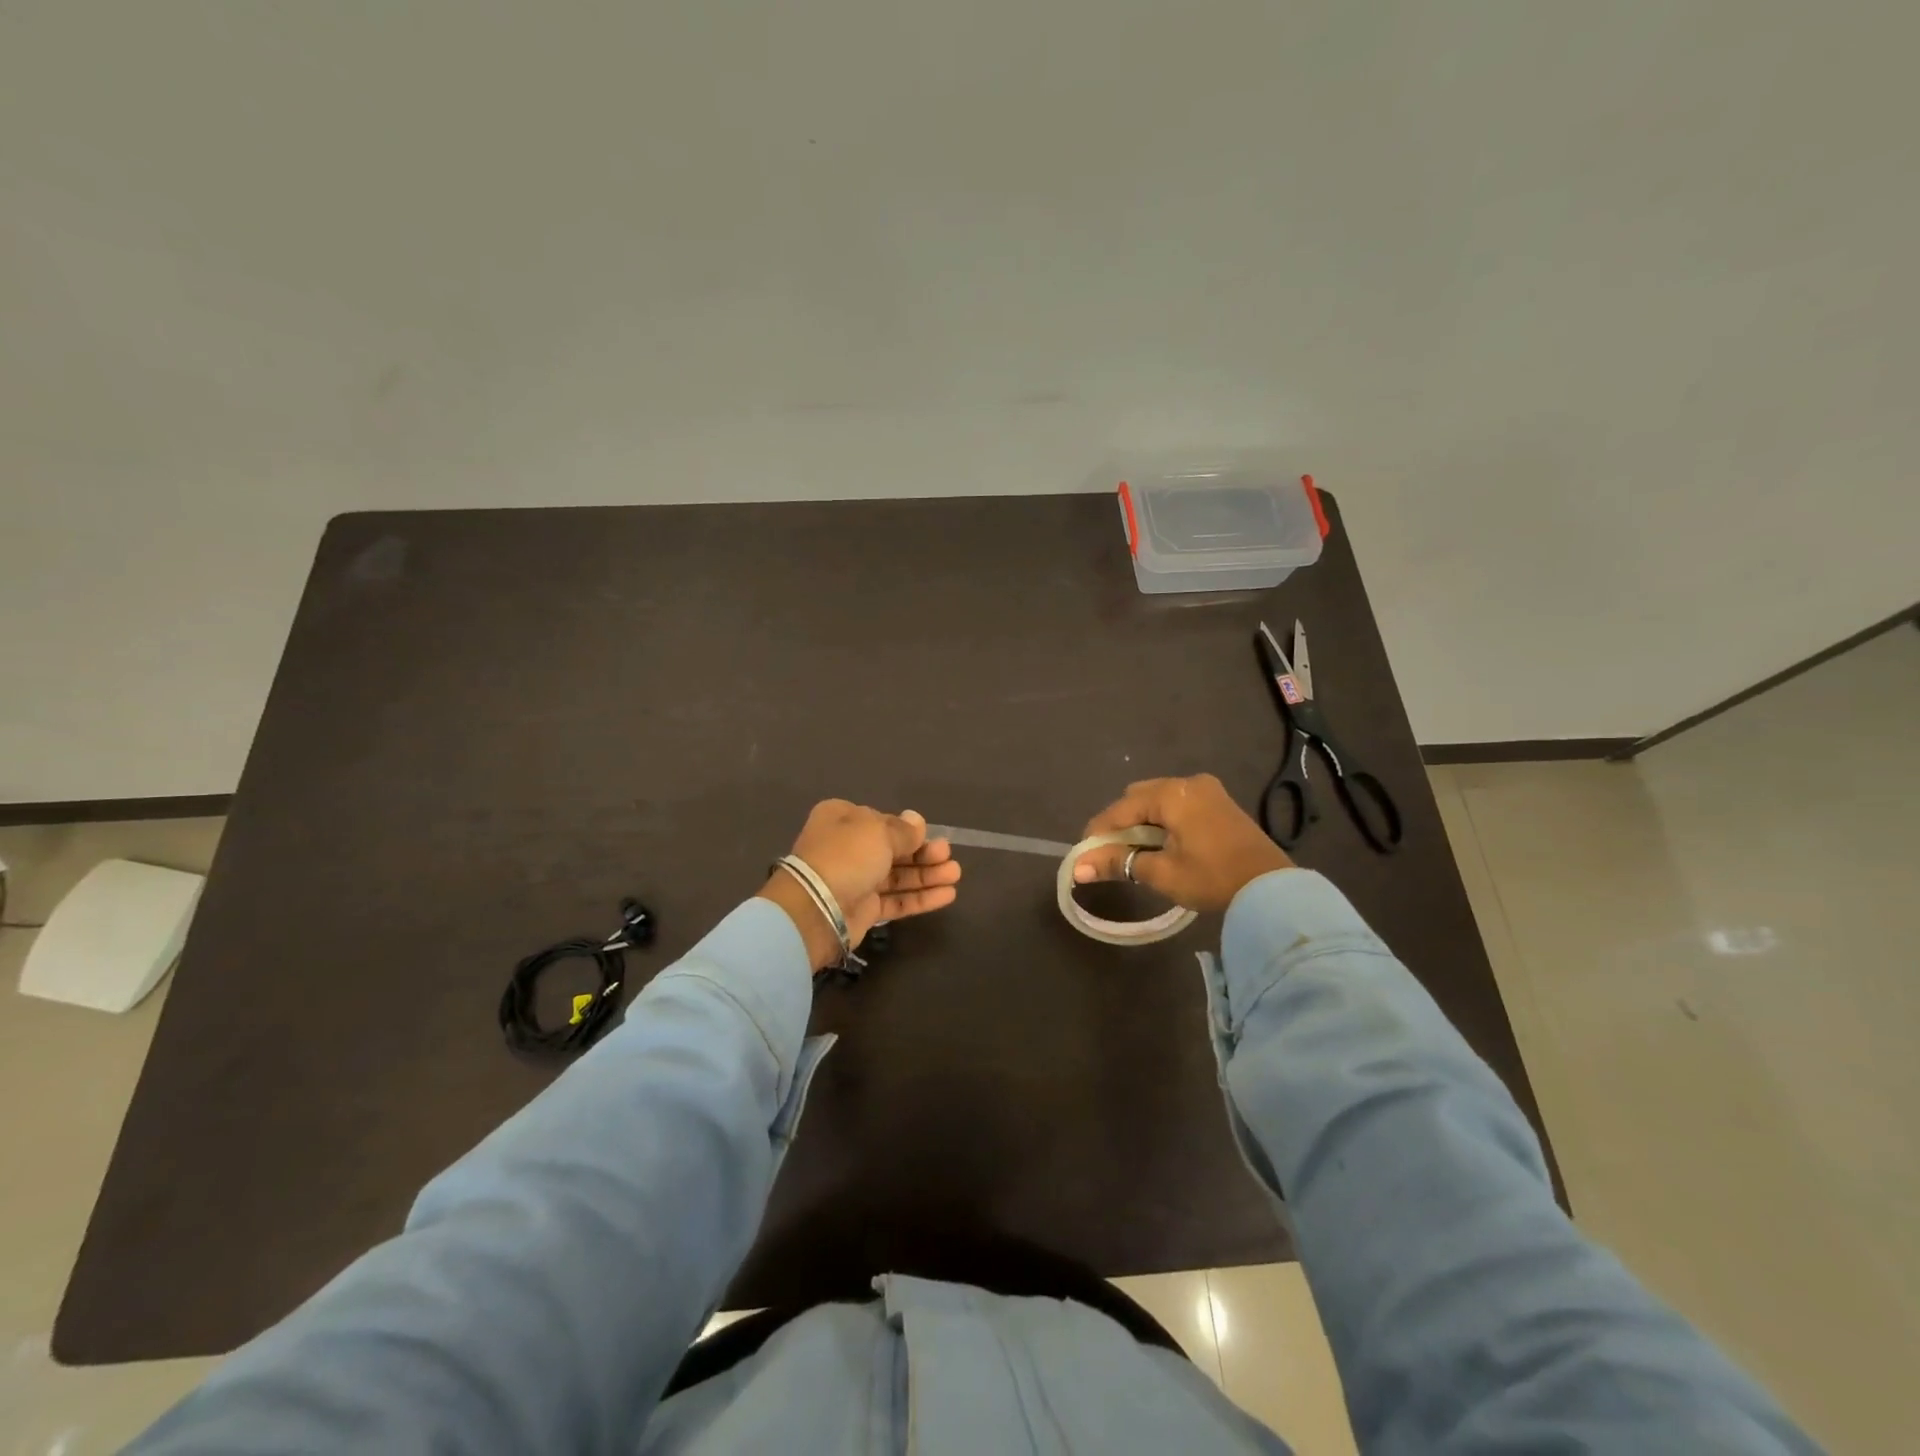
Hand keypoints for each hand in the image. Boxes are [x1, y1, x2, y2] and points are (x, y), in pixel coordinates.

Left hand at [757, 800, 961, 971]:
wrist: (815, 909)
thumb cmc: (846, 857)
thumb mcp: (878, 832)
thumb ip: (903, 830)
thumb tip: (916, 821)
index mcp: (842, 819)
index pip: (881, 820)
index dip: (907, 829)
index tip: (929, 834)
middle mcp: (847, 847)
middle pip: (893, 848)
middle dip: (923, 852)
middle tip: (948, 855)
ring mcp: (855, 880)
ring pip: (898, 875)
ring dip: (927, 875)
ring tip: (955, 874)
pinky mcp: (864, 909)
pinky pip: (896, 900)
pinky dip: (920, 897)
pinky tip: (948, 895)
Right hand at [1073, 774, 1291, 913]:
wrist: (1273, 890)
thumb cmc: (1212, 878)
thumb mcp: (1161, 872)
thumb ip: (1118, 863)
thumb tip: (1077, 868)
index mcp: (1172, 793)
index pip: (1121, 809)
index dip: (1099, 832)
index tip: (1084, 855)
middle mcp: (1188, 783)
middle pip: (1139, 797)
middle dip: (1121, 824)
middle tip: (1111, 854)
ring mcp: (1208, 791)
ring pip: (1159, 800)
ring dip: (1142, 822)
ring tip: (1135, 853)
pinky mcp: (1221, 804)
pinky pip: (1179, 805)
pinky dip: (1163, 822)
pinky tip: (1161, 845)